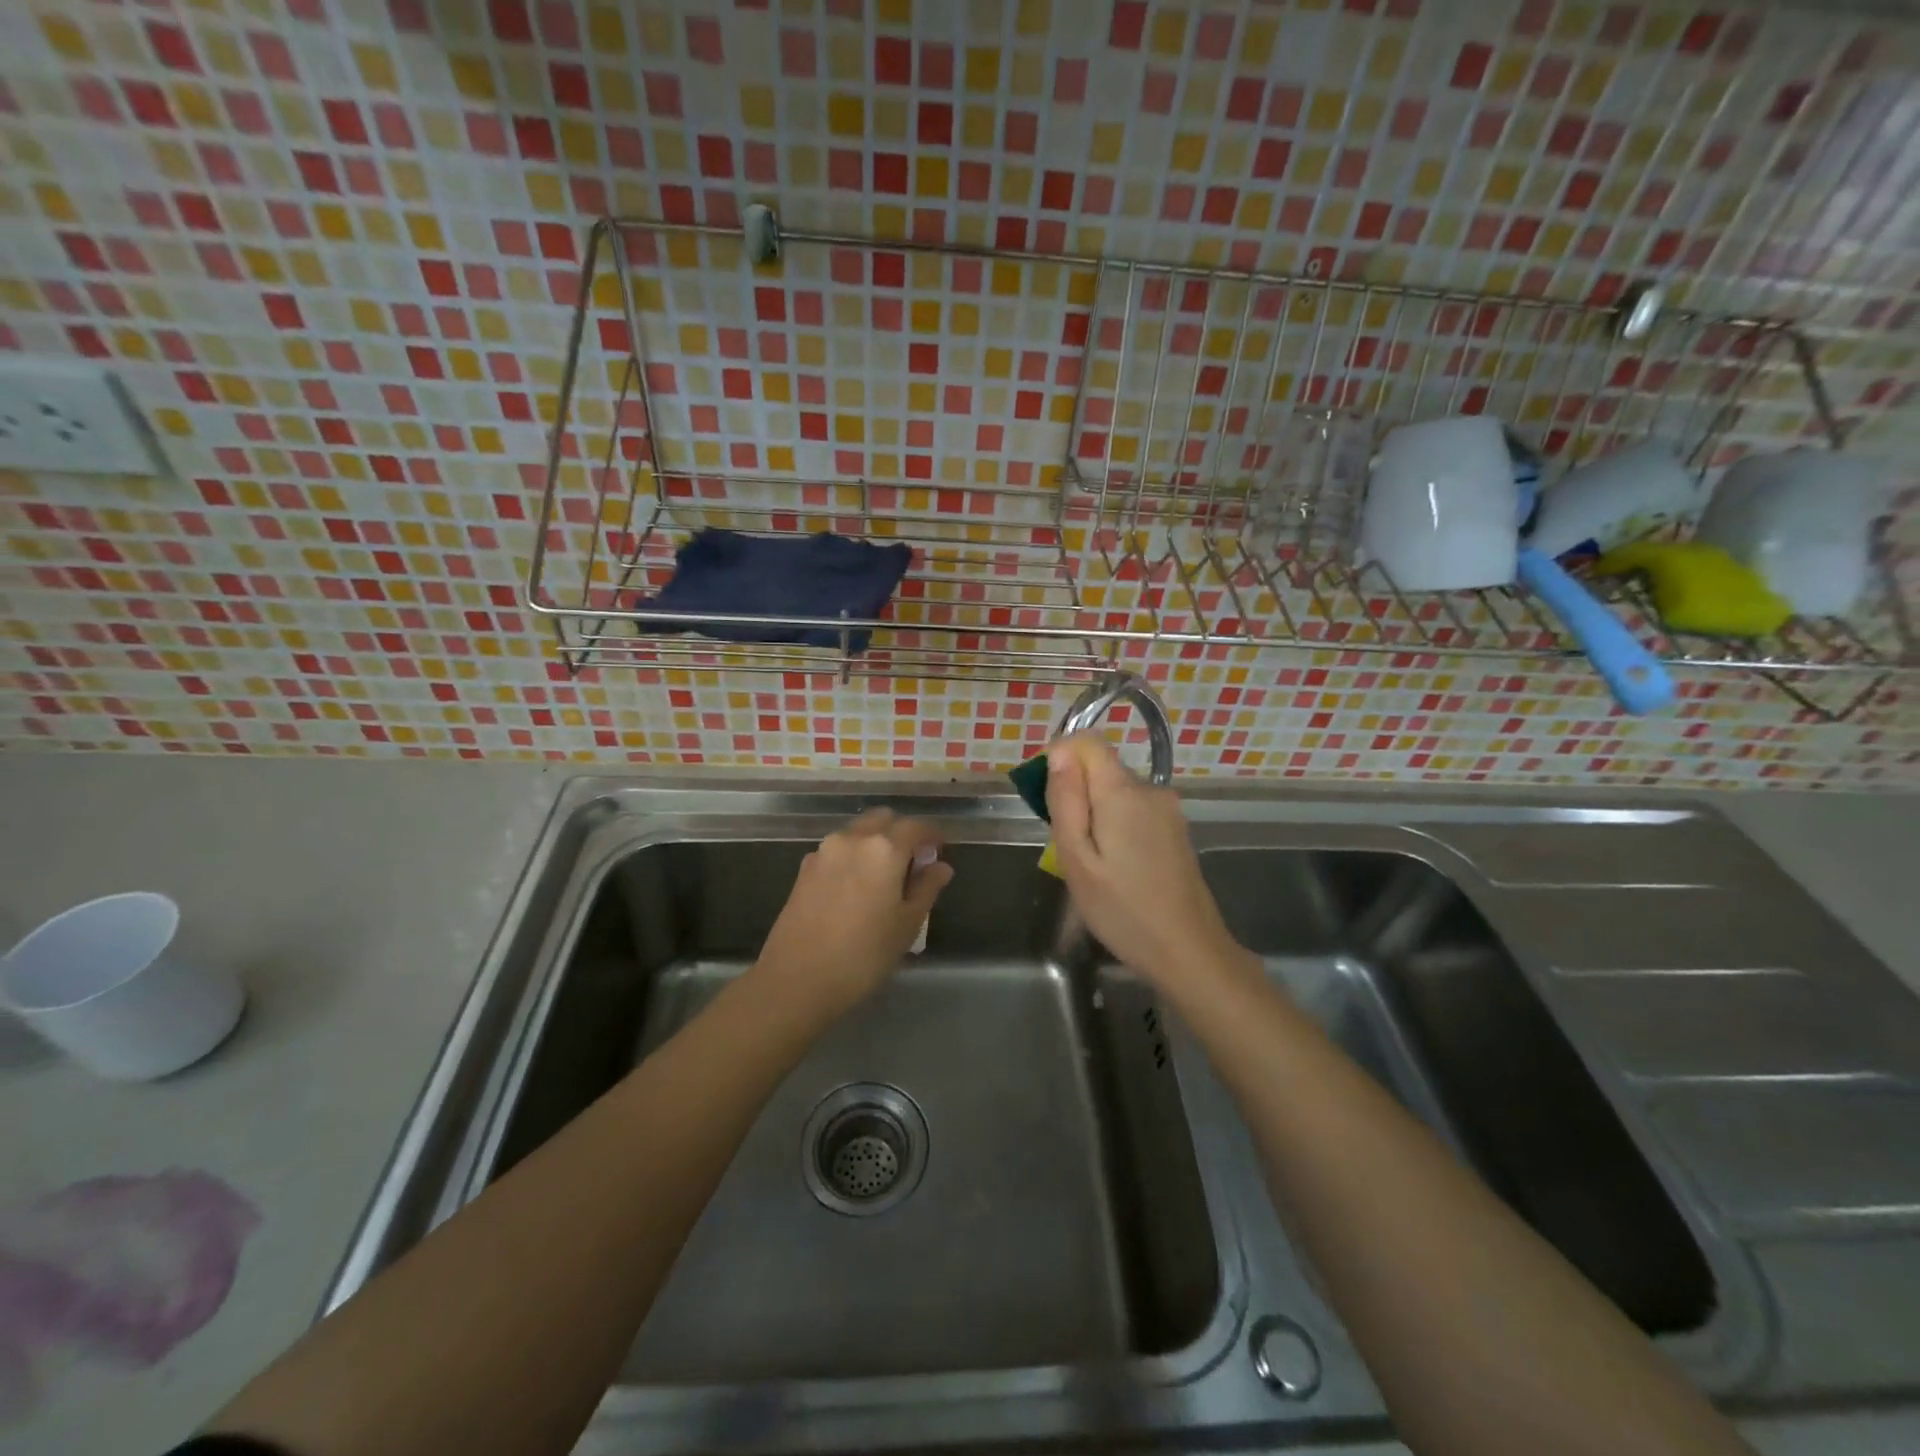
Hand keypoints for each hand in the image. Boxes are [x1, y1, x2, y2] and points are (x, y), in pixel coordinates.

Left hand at [755, 809, 954, 1015]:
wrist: (795, 980)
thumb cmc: (863, 955)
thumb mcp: (906, 924)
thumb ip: (926, 888)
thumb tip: (940, 867)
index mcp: (884, 848)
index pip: (916, 826)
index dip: (932, 835)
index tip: (940, 850)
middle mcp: (853, 839)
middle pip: (883, 819)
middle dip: (901, 833)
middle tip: (913, 862)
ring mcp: (824, 851)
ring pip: (858, 832)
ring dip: (875, 843)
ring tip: (885, 877)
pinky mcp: (804, 868)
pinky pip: (837, 850)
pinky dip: (853, 856)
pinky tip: (856, 888)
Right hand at [1046, 734, 1247, 988]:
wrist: (1188, 951)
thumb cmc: (1122, 910)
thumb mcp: (1077, 859)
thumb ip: (1066, 801)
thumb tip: (1059, 752)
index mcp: (1123, 792)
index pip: (1088, 741)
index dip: (1061, 757)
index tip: (1048, 797)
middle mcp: (1151, 790)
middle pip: (1102, 767)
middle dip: (1076, 792)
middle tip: (1066, 845)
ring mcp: (1168, 810)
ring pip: (1117, 790)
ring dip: (1095, 812)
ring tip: (1091, 862)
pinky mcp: (1176, 829)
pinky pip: (1134, 809)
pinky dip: (1116, 825)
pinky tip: (1116, 866)